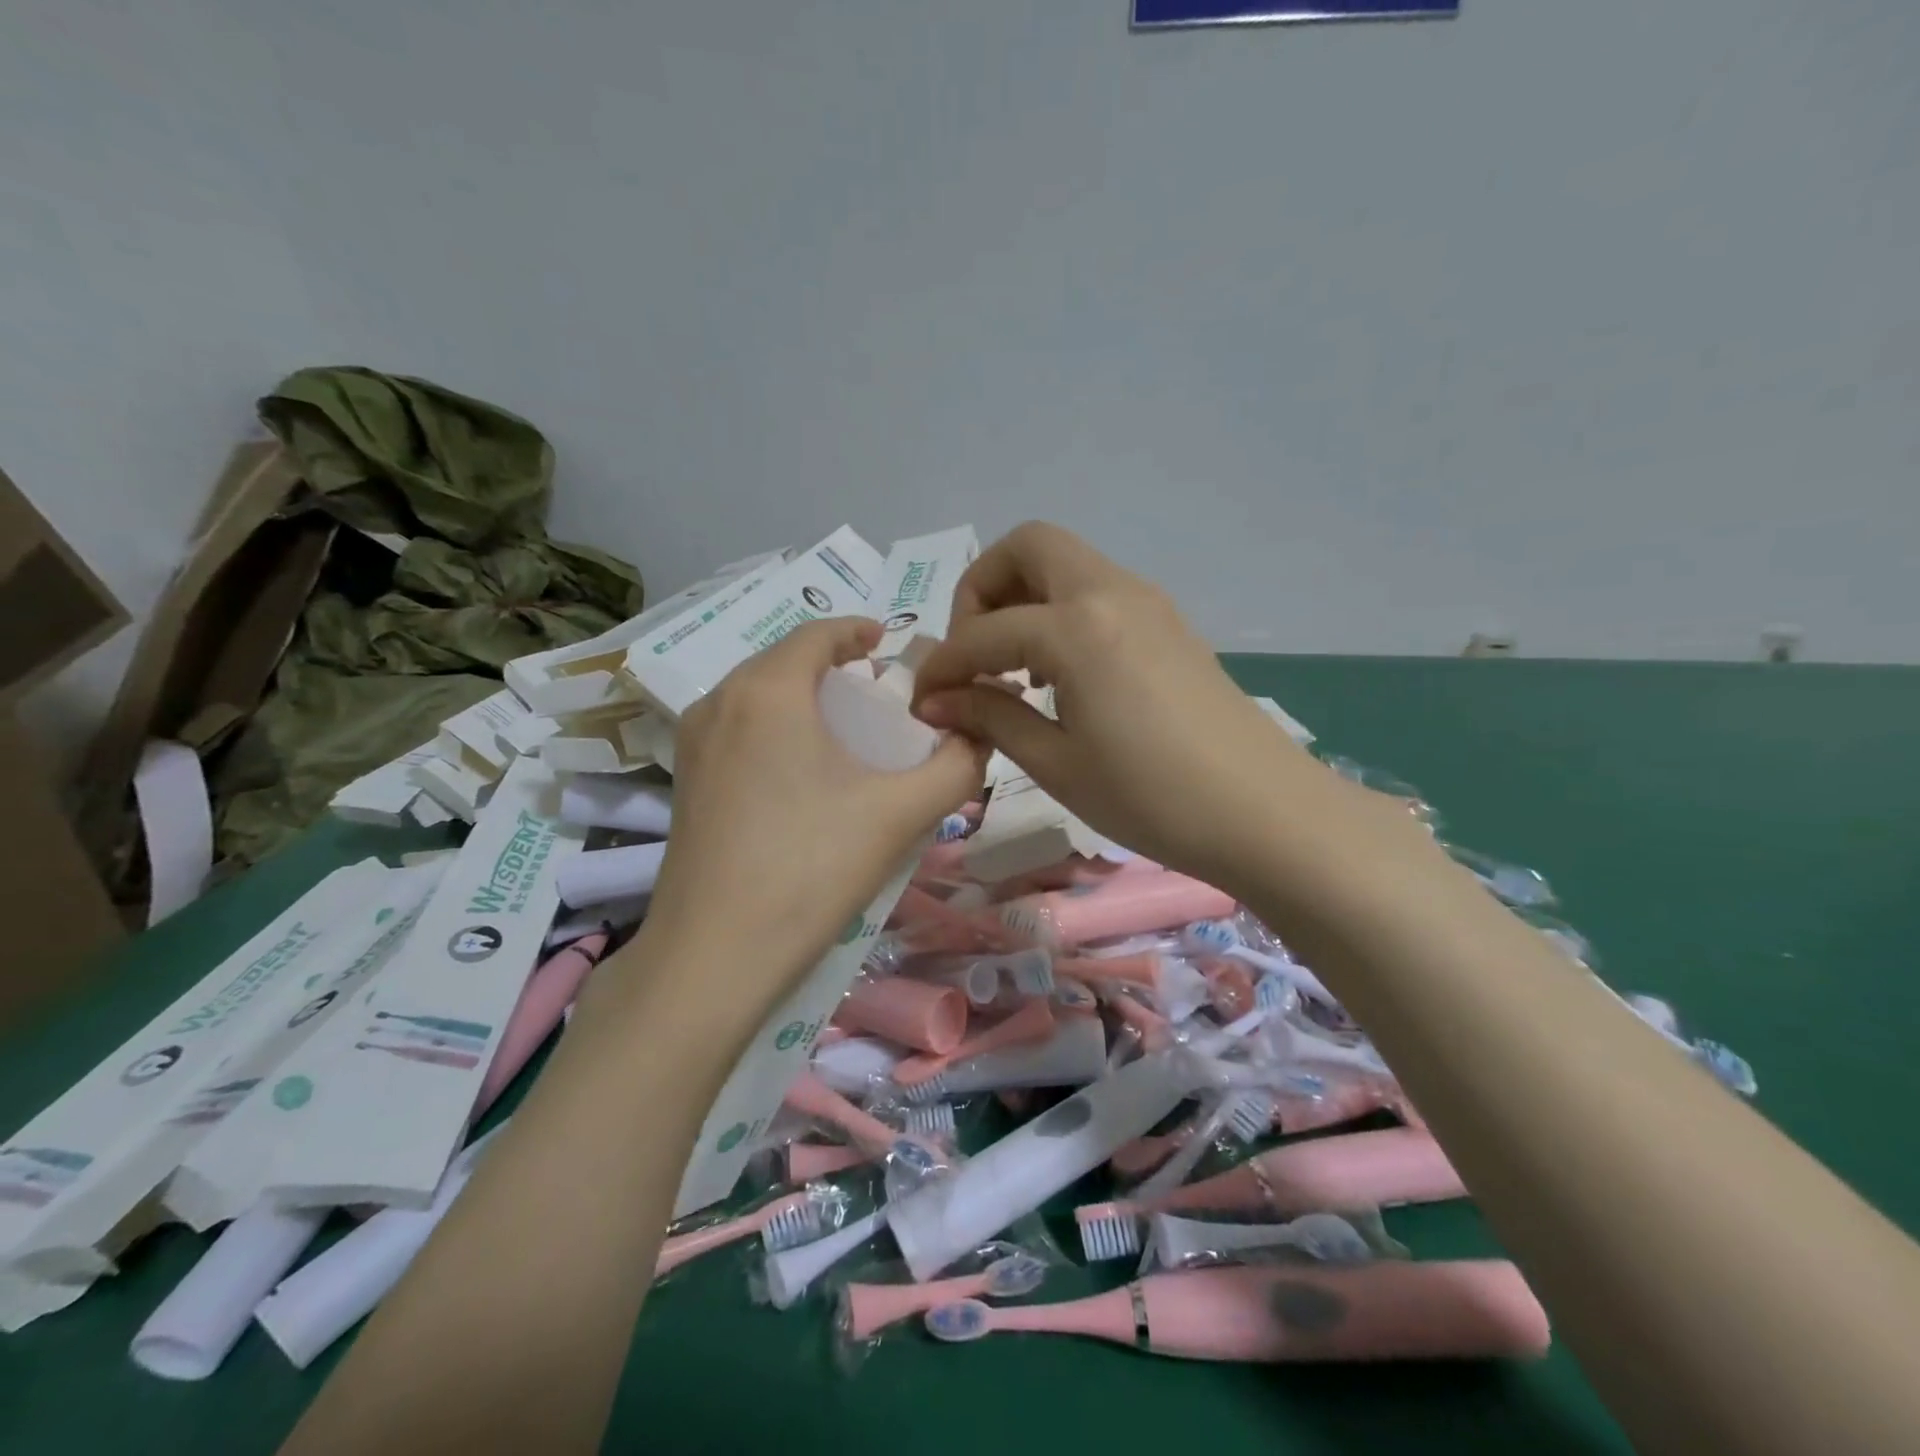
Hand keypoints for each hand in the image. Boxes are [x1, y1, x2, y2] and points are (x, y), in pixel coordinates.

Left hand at [645, 617, 984, 1009]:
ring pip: (757, 696)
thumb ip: (954, 767)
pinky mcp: (685, 783)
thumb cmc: (810, 869)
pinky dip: (775, 728)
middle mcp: (719, 703)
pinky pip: (738, 730)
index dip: (857, 630)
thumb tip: (981, 737)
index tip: (889, 642)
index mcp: (768, 691)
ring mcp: (693, 745)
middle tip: (877, 691)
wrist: (713, 956)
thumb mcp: (898, 814)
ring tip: (844, 729)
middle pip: (784, 662)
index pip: (816, 634)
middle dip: (832, 666)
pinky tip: (802, 772)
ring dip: (802, 697)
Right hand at [911, 523, 1310, 890]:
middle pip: (1027, 547)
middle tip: (974, 654)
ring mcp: (1146, 602)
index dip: (942, 666)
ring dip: (1023, 599)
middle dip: (982, 590)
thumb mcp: (1057, 764)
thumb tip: (937, 701)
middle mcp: (1110, 592)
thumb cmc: (1152, 798)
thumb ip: (991, 718)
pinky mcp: (1168, 623)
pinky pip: (1096, 591)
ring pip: (1065, 564)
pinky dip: (1060, 613)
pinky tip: (1059, 675)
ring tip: (1012, 669)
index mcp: (1077, 627)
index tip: (922, 702)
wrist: (1265, 814)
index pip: (983, 632)